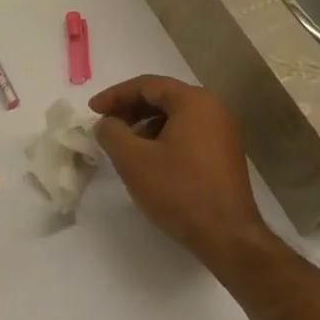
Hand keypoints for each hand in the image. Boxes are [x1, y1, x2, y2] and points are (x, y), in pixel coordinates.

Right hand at [91, 76, 269, 262]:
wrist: (226, 235)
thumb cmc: (178, 190)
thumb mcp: (133, 160)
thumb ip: (111, 133)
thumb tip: (106, 123)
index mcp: (194, 101)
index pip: (147, 85)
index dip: (115, 95)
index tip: (92, 110)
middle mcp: (214, 109)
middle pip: (163, 98)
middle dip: (130, 109)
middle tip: (105, 125)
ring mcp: (223, 132)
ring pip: (175, 117)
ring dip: (145, 125)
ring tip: (123, 145)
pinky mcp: (224, 154)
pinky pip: (188, 134)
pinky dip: (163, 139)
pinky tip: (147, 160)